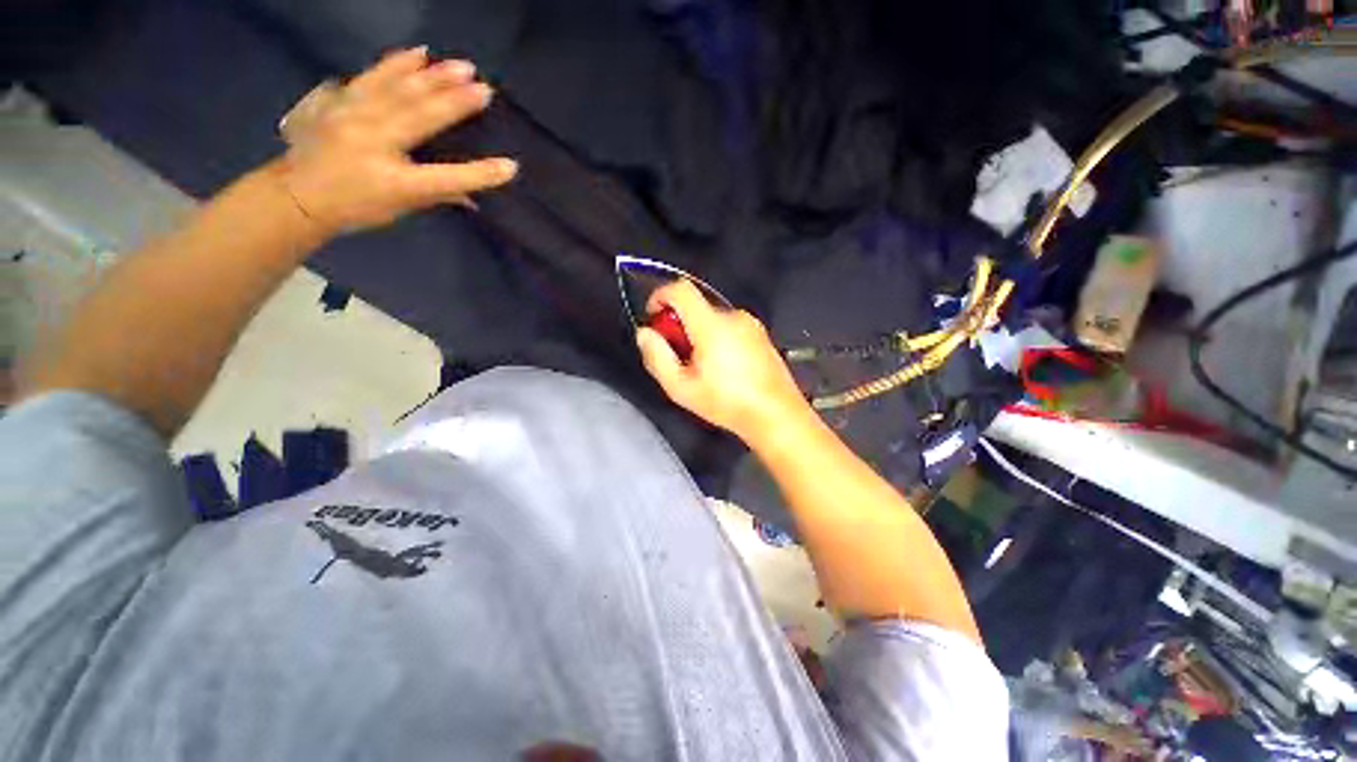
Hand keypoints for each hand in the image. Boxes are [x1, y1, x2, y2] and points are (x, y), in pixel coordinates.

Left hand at [272, 46, 516, 232]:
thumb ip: (437, 196)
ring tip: (458, 66)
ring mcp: (354, 117)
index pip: (446, 178)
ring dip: (432, 77)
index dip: (480, 174)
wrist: (297, 194)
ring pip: (398, 89)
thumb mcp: (400, 209)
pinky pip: (371, 76)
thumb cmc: (355, 208)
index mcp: (394, 182)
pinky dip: (395, 64)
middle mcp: (374, 144)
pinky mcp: (341, 101)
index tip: (510, 166)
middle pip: (421, 118)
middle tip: (484, 88)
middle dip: (455, 102)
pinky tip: (416, 54)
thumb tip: (472, 197)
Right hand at [637, 280, 810, 441]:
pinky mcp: (761, 335)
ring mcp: (751, 324)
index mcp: (712, 325)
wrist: (777, 415)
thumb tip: (645, 333)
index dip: (661, 295)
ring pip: (713, 319)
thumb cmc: (726, 403)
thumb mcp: (681, 388)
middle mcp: (733, 316)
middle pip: (696, 307)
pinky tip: (724, 368)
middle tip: (678, 358)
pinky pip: (730, 327)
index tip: (654, 318)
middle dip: (680, 326)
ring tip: (703, 369)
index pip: (681, 289)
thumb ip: (657, 357)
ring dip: (699, 335)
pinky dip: (718, 338)